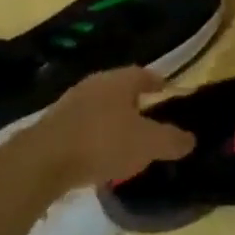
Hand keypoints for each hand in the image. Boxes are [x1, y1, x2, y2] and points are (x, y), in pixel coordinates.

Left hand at [6, 66, 195, 195]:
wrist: (43, 161)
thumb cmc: (103, 143)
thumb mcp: (148, 144)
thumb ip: (172, 140)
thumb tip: (190, 139)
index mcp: (119, 81)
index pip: (144, 74)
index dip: (157, 82)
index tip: (167, 90)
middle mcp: (94, 84)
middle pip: (120, 88)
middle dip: (135, 101)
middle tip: (149, 117)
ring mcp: (70, 103)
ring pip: (100, 106)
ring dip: (113, 119)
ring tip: (126, 139)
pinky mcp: (53, 125)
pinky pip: (83, 125)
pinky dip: (95, 135)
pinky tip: (99, 154)